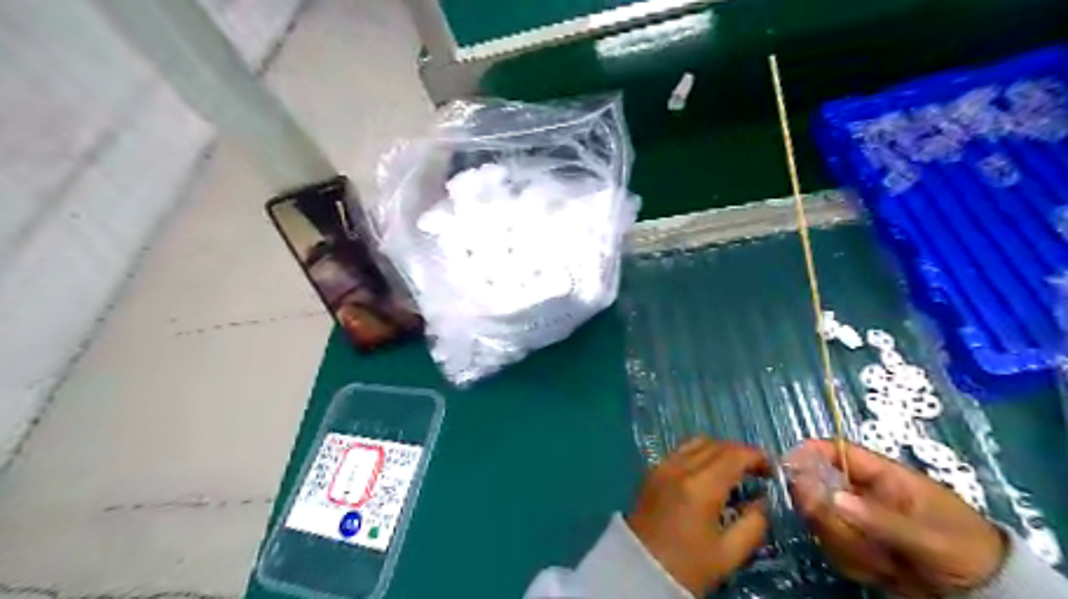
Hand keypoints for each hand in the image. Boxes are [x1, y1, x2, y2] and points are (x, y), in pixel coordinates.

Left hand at [628, 438, 767, 595]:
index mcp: (701, 486)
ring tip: (733, 472)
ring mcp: (662, 466)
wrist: (637, 569)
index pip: (735, 454)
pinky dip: (699, 454)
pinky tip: (707, 474)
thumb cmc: (687, 566)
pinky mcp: (652, 471)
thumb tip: (762, 500)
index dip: (757, 457)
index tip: (772, 471)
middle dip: (740, 453)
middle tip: (756, 472)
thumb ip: (754, 524)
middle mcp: (680, 467)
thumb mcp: (729, 554)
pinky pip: (680, 451)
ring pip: (697, 443)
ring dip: (719, 450)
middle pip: (717, 444)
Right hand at [787, 436, 1007, 597]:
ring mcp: (855, 519)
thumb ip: (881, 518)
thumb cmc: (966, 550)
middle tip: (848, 536)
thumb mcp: (930, 536)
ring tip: (883, 562)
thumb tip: (833, 497)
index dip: (809, 453)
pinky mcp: (854, 545)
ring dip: (845, 544)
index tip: (787, 467)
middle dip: (829, 516)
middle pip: (818, 487)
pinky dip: (851, 563)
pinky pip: (832, 547)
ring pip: (822, 521)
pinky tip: (881, 572)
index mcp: (882, 476)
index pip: (836, 451)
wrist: (985, 594)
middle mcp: (860, 493)